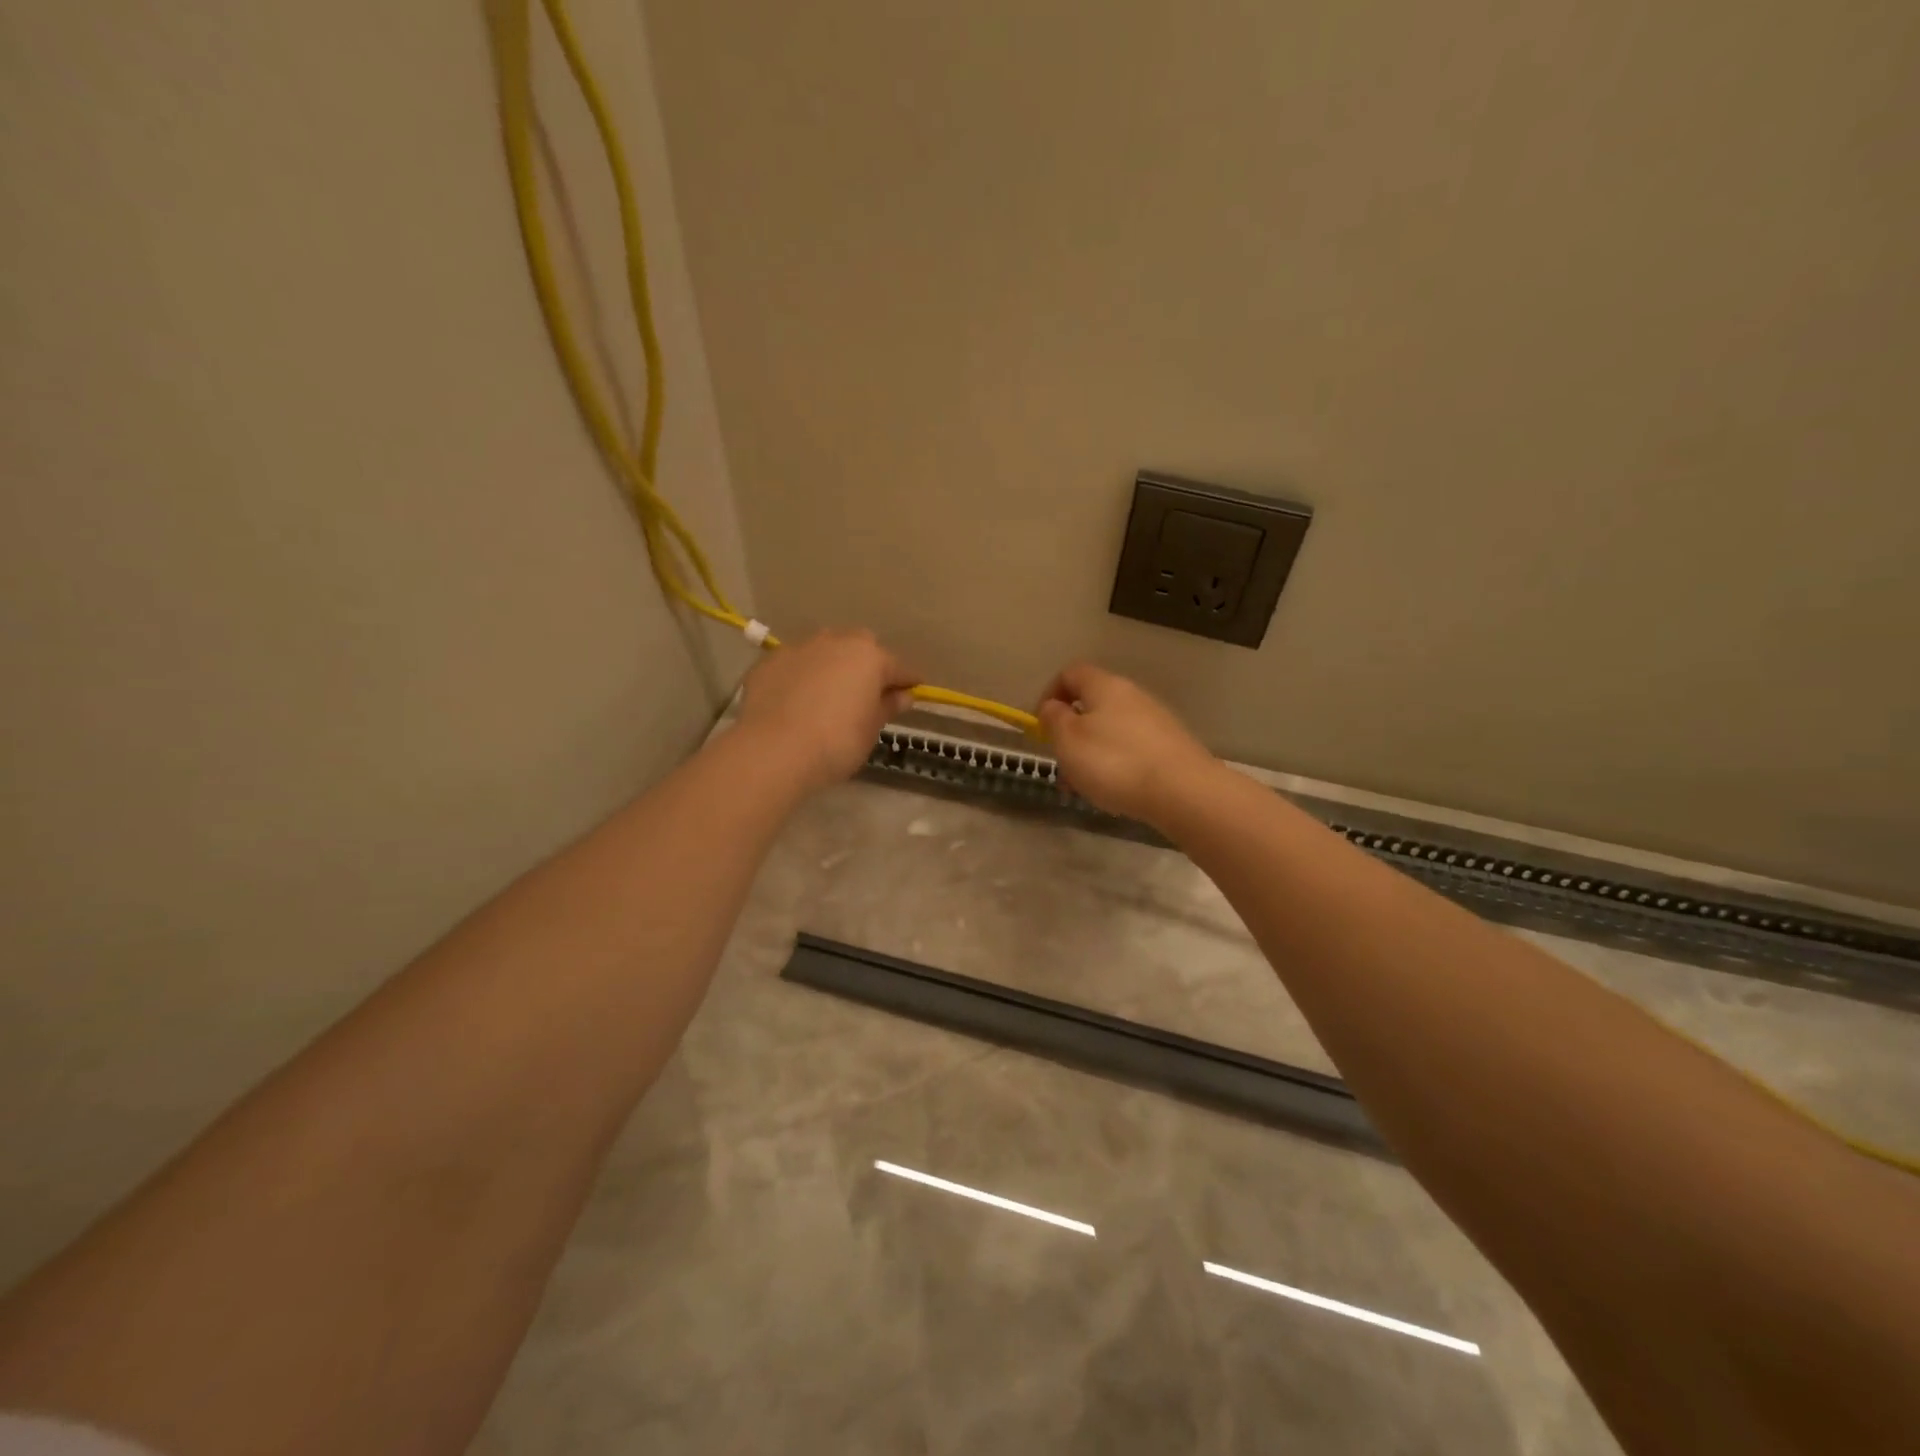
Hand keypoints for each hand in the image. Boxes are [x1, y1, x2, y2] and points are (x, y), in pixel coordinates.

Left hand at [736, 629, 918, 792]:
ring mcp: (799, 648)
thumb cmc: (836, 743)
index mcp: (869, 657)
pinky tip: (796, 700)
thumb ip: (887, 707)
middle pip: (860, 647)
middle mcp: (836, 642)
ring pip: (824, 650)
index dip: (908, 681)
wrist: (773, 750)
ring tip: (828, 693)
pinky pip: (794, 665)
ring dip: (831, 665)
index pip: (898, 667)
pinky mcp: (769, 662)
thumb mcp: (870, 730)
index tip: (913, 692)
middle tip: (866, 692)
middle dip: (867, 664)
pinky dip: (800, 676)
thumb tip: (903, 696)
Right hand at [1036, 664, 1219, 825]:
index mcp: (1104, 685)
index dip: (1050, 695)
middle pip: (1092, 704)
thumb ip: (1054, 719)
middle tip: (1062, 764)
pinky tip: (1116, 791)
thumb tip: (1052, 706)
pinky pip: (1132, 748)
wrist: (1183, 792)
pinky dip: (1117, 764)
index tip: (1041, 726)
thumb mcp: (1068, 741)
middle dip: (1071, 733)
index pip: (1070, 673)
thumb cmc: (1114, 762)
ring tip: (1086, 787)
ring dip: (1092, 753)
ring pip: (1111, 730)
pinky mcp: (1171, 745)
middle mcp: (1132, 694)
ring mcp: (1156, 719)